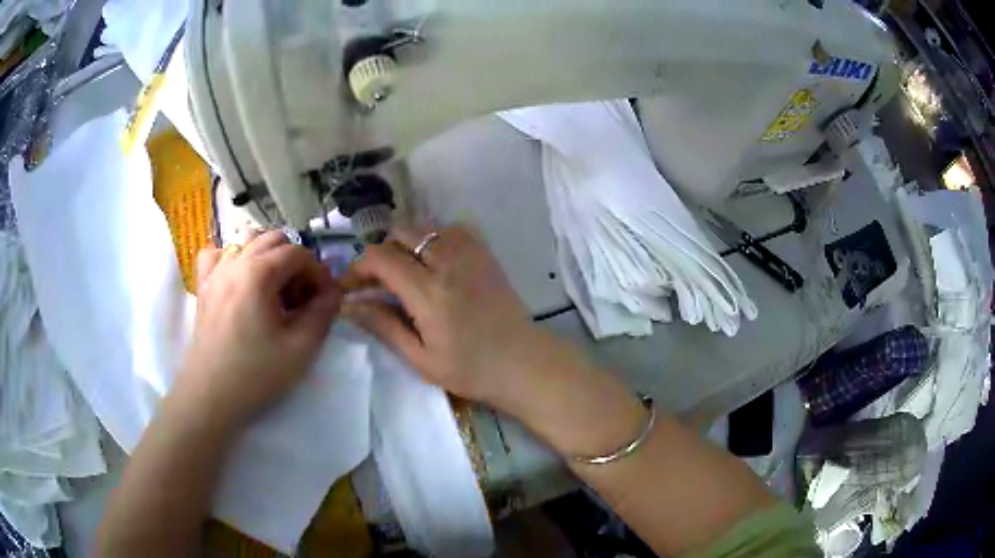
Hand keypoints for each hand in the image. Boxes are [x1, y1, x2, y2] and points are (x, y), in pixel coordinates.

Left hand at [175, 231, 341, 428]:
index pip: (298, 253)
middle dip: (294, 262)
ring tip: (272, 290)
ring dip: (266, 257)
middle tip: (299, 298)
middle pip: (274, 240)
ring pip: (246, 242)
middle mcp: (235, 262)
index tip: (323, 300)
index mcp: (259, 273)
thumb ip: (323, 313)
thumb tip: (334, 291)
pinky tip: (238, 281)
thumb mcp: (301, 349)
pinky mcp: (203, 286)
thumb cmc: (256, 374)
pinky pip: (216, 254)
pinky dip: (232, 259)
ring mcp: (215, 271)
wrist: (211, 396)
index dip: (317, 273)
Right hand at [342, 225, 558, 409]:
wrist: (522, 362)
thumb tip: (348, 304)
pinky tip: (433, 262)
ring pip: (425, 227)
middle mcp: (448, 263)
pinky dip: (433, 238)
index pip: (381, 258)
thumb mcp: (420, 358)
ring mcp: (470, 253)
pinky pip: (452, 229)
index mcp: (428, 293)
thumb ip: (383, 326)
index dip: (358, 266)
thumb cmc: (470, 369)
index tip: (351, 285)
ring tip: (404, 271)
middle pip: (401, 232)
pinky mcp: (485, 253)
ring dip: (406, 243)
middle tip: (377, 280)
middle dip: (381, 251)